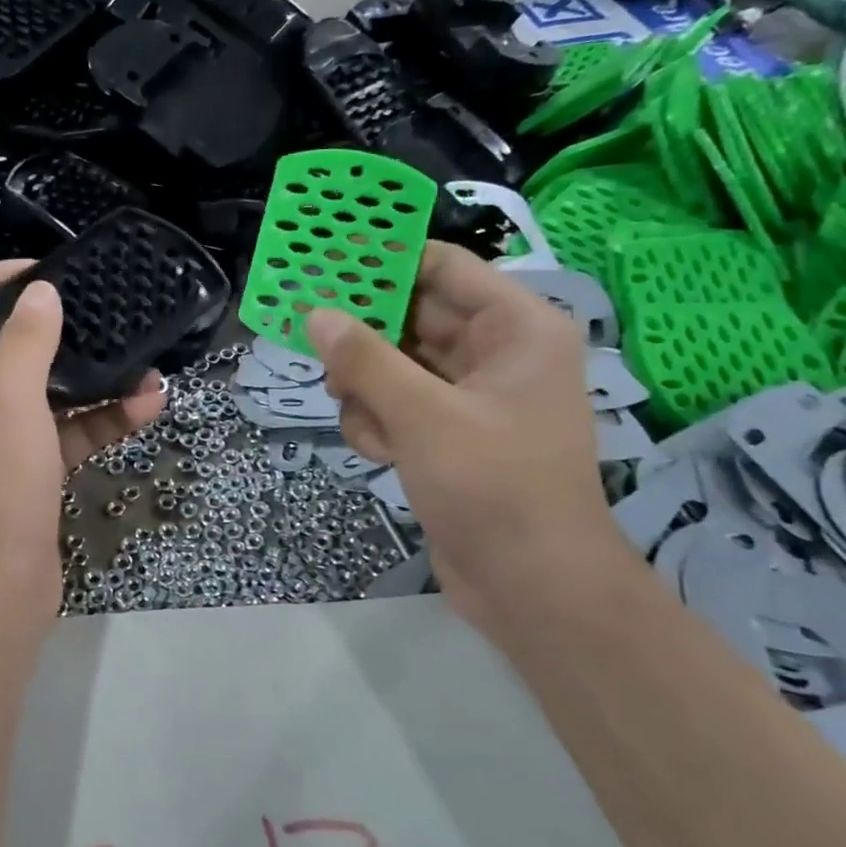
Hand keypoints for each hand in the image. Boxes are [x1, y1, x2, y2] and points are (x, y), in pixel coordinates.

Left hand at [0, 261, 164, 610]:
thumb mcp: (10, 400)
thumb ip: (26, 339)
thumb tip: (40, 291)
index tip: (41, 273)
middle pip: (0, 344)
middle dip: (50, 326)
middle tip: (96, 309)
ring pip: (42, 390)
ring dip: (89, 376)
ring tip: (142, 362)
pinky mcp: (28, 470)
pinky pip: (65, 430)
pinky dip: (100, 418)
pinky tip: (148, 407)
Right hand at [303, 243, 615, 608]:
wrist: (533, 587)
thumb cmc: (493, 487)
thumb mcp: (422, 416)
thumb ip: (365, 360)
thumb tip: (316, 314)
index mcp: (515, 329)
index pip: (441, 267)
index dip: (383, 259)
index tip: (325, 260)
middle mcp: (497, 353)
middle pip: (412, 317)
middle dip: (365, 337)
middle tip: (312, 336)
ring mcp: (474, 396)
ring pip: (397, 364)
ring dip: (368, 388)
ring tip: (363, 418)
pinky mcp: (453, 433)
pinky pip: (400, 404)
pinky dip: (381, 421)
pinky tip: (381, 452)